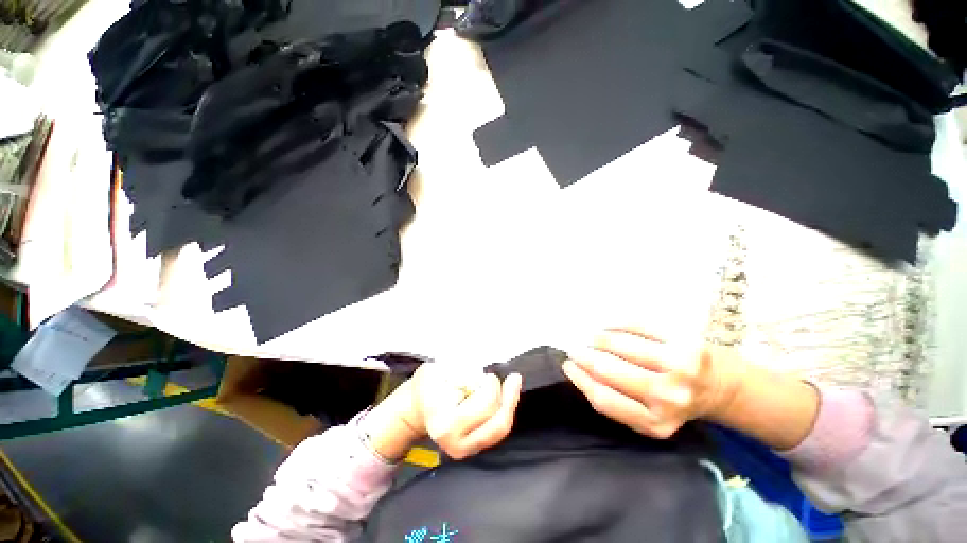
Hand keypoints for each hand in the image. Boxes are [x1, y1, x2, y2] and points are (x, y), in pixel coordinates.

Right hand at [382, 364, 522, 459]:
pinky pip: (498, 431)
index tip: (486, 375)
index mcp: (444, 423)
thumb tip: (479, 371)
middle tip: (506, 378)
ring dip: (510, 403)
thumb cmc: (427, 386)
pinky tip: (508, 396)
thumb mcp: (435, 370)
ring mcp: (466, 450)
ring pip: (501, 429)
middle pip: (498, 421)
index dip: (492, 386)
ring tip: (512, 384)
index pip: (485, 405)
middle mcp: (456, 443)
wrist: (416, 409)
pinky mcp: (474, 449)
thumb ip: (457, 370)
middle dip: (507, 396)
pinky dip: (506, 411)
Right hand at [562, 328, 744, 438]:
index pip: (604, 398)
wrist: (722, 388)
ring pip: (620, 344)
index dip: (581, 378)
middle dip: (584, 355)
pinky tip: (610, 326)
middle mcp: (667, 397)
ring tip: (593, 338)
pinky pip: (639, 326)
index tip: (568, 365)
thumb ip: (615, 402)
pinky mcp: (686, 341)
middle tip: (575, 348)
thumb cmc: (676, 402)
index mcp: (655, 423)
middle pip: (609, 370)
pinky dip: (617, 324)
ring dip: (599, 338)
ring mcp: (679, 366)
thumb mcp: (646, 416)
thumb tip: (579, 371)